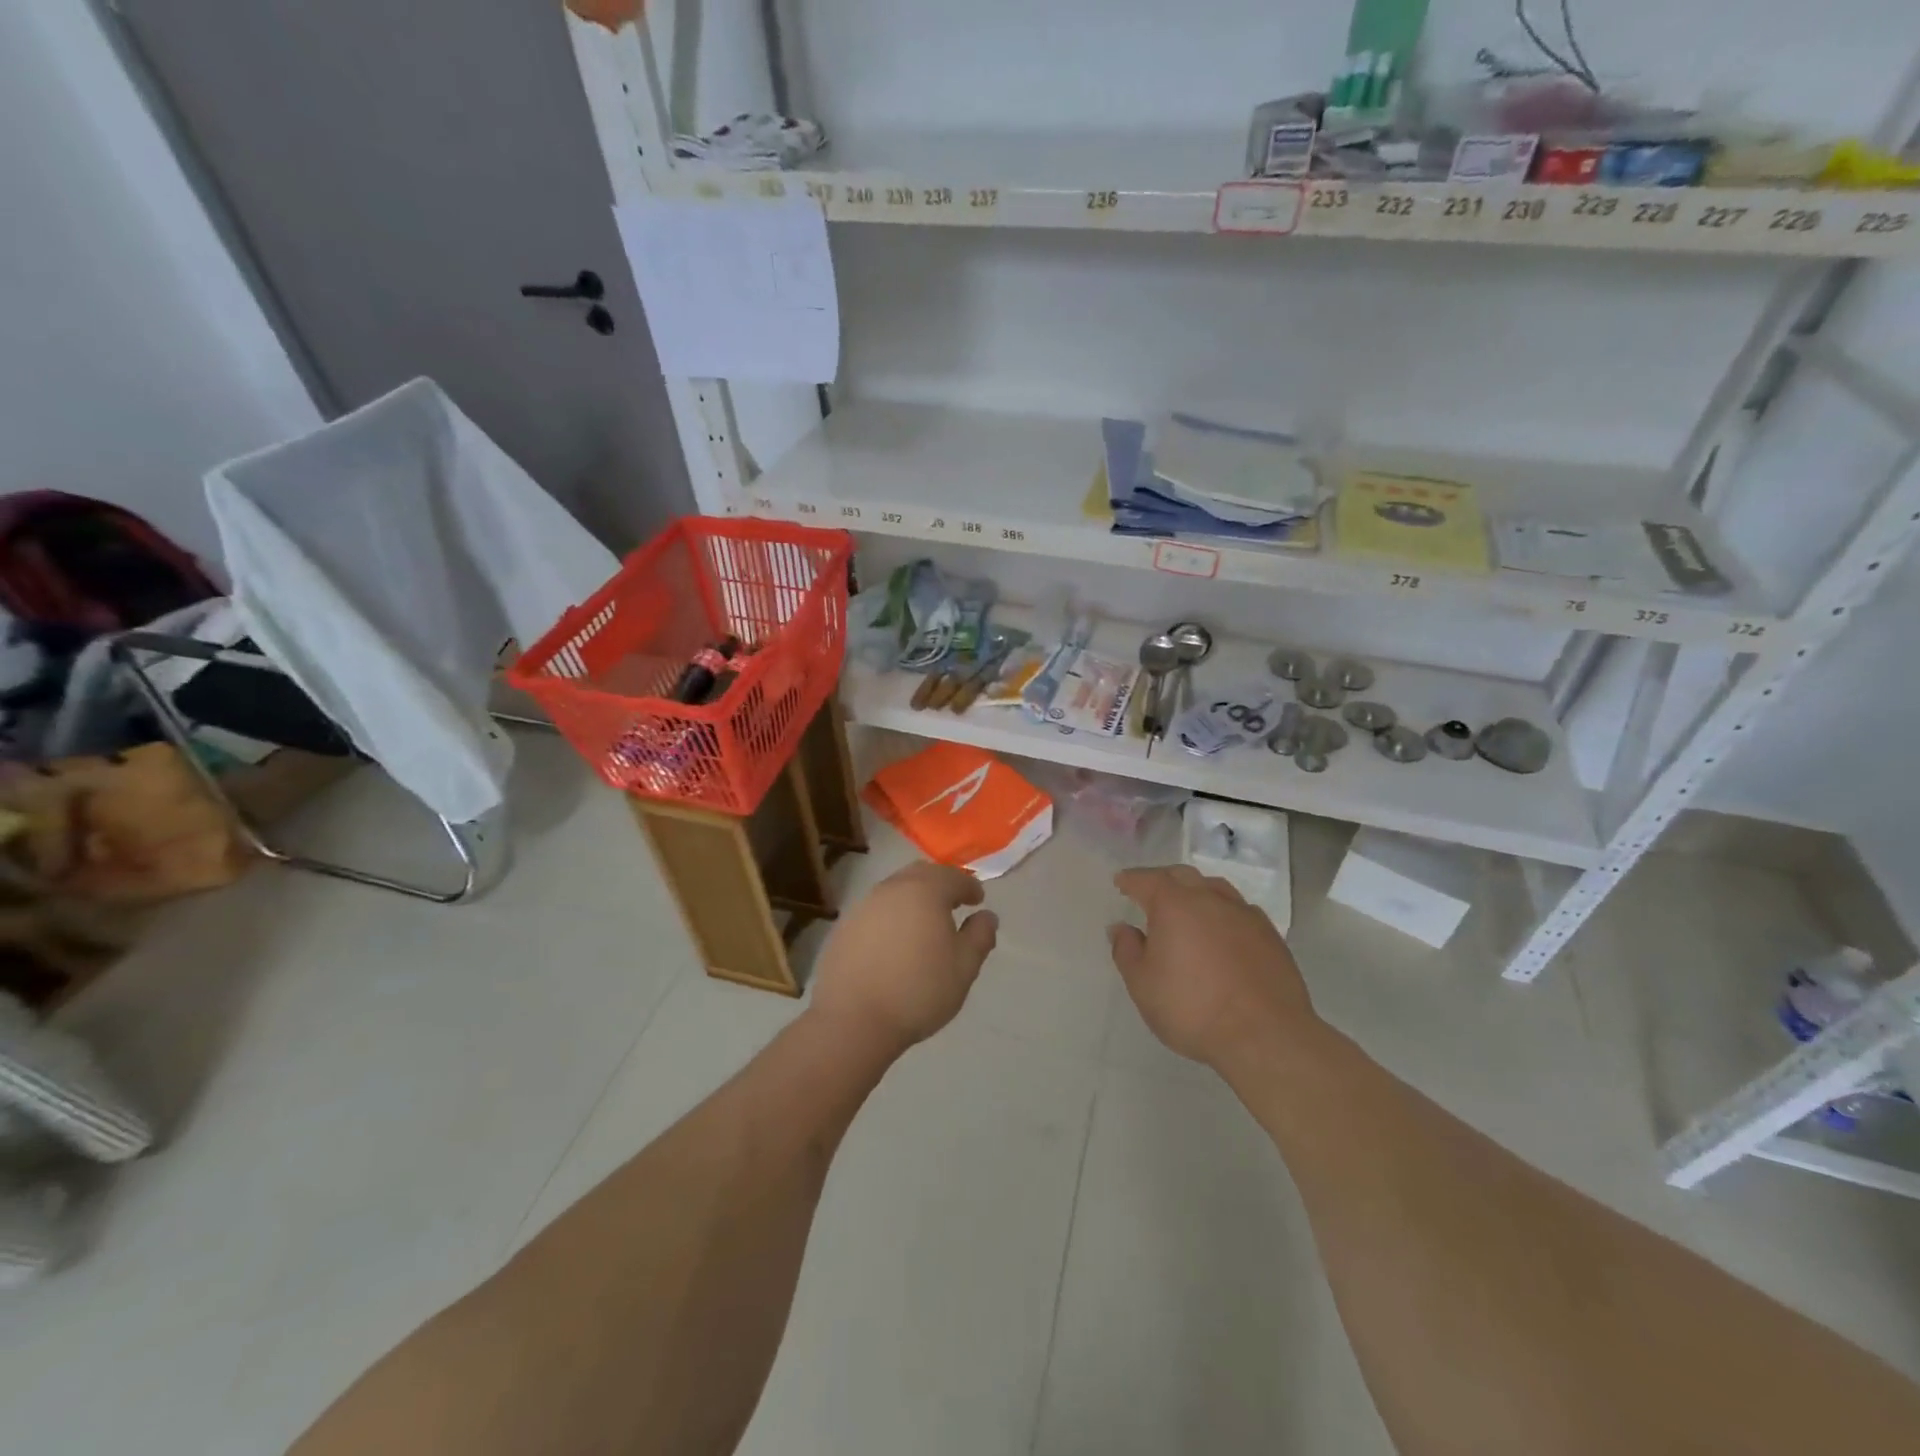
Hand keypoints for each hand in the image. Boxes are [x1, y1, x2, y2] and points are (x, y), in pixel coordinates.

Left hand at [810, 861, 998, 1053]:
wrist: (853, 1019)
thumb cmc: (918, 990)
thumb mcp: (964, 967)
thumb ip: (980, 936)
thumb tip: (986, 916)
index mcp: (925, 892)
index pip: (953, 877)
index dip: (969, 886)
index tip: (978, 900)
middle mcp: (892, 889)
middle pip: (920, 875)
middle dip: (940, 884)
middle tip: (952, 904)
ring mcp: (863, 907)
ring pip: (895, 891)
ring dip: (913, 900)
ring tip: (924, 925)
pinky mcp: (844, 928)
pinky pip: (875, 912)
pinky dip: (891, 918)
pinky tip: (895, 943)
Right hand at [1108, 866, 1319, 1069]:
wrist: (1265, 1036)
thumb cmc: (1192, 1008)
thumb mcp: (1143, 985)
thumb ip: (1127, 951)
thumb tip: (1121, 928)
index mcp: (1174, 904)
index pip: (1147, 880)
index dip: (1131, 880)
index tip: (1121, 882)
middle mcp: (1210, 899)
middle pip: (1183, 876)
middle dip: (1163, 880)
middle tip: (1151, 893)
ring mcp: (1245, 914)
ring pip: (1215, 888)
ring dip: (1196, 892)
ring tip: (1188, 908)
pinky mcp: (1270, 935)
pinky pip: (1240, 910)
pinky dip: (1223, 913)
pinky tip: (1222, 932)